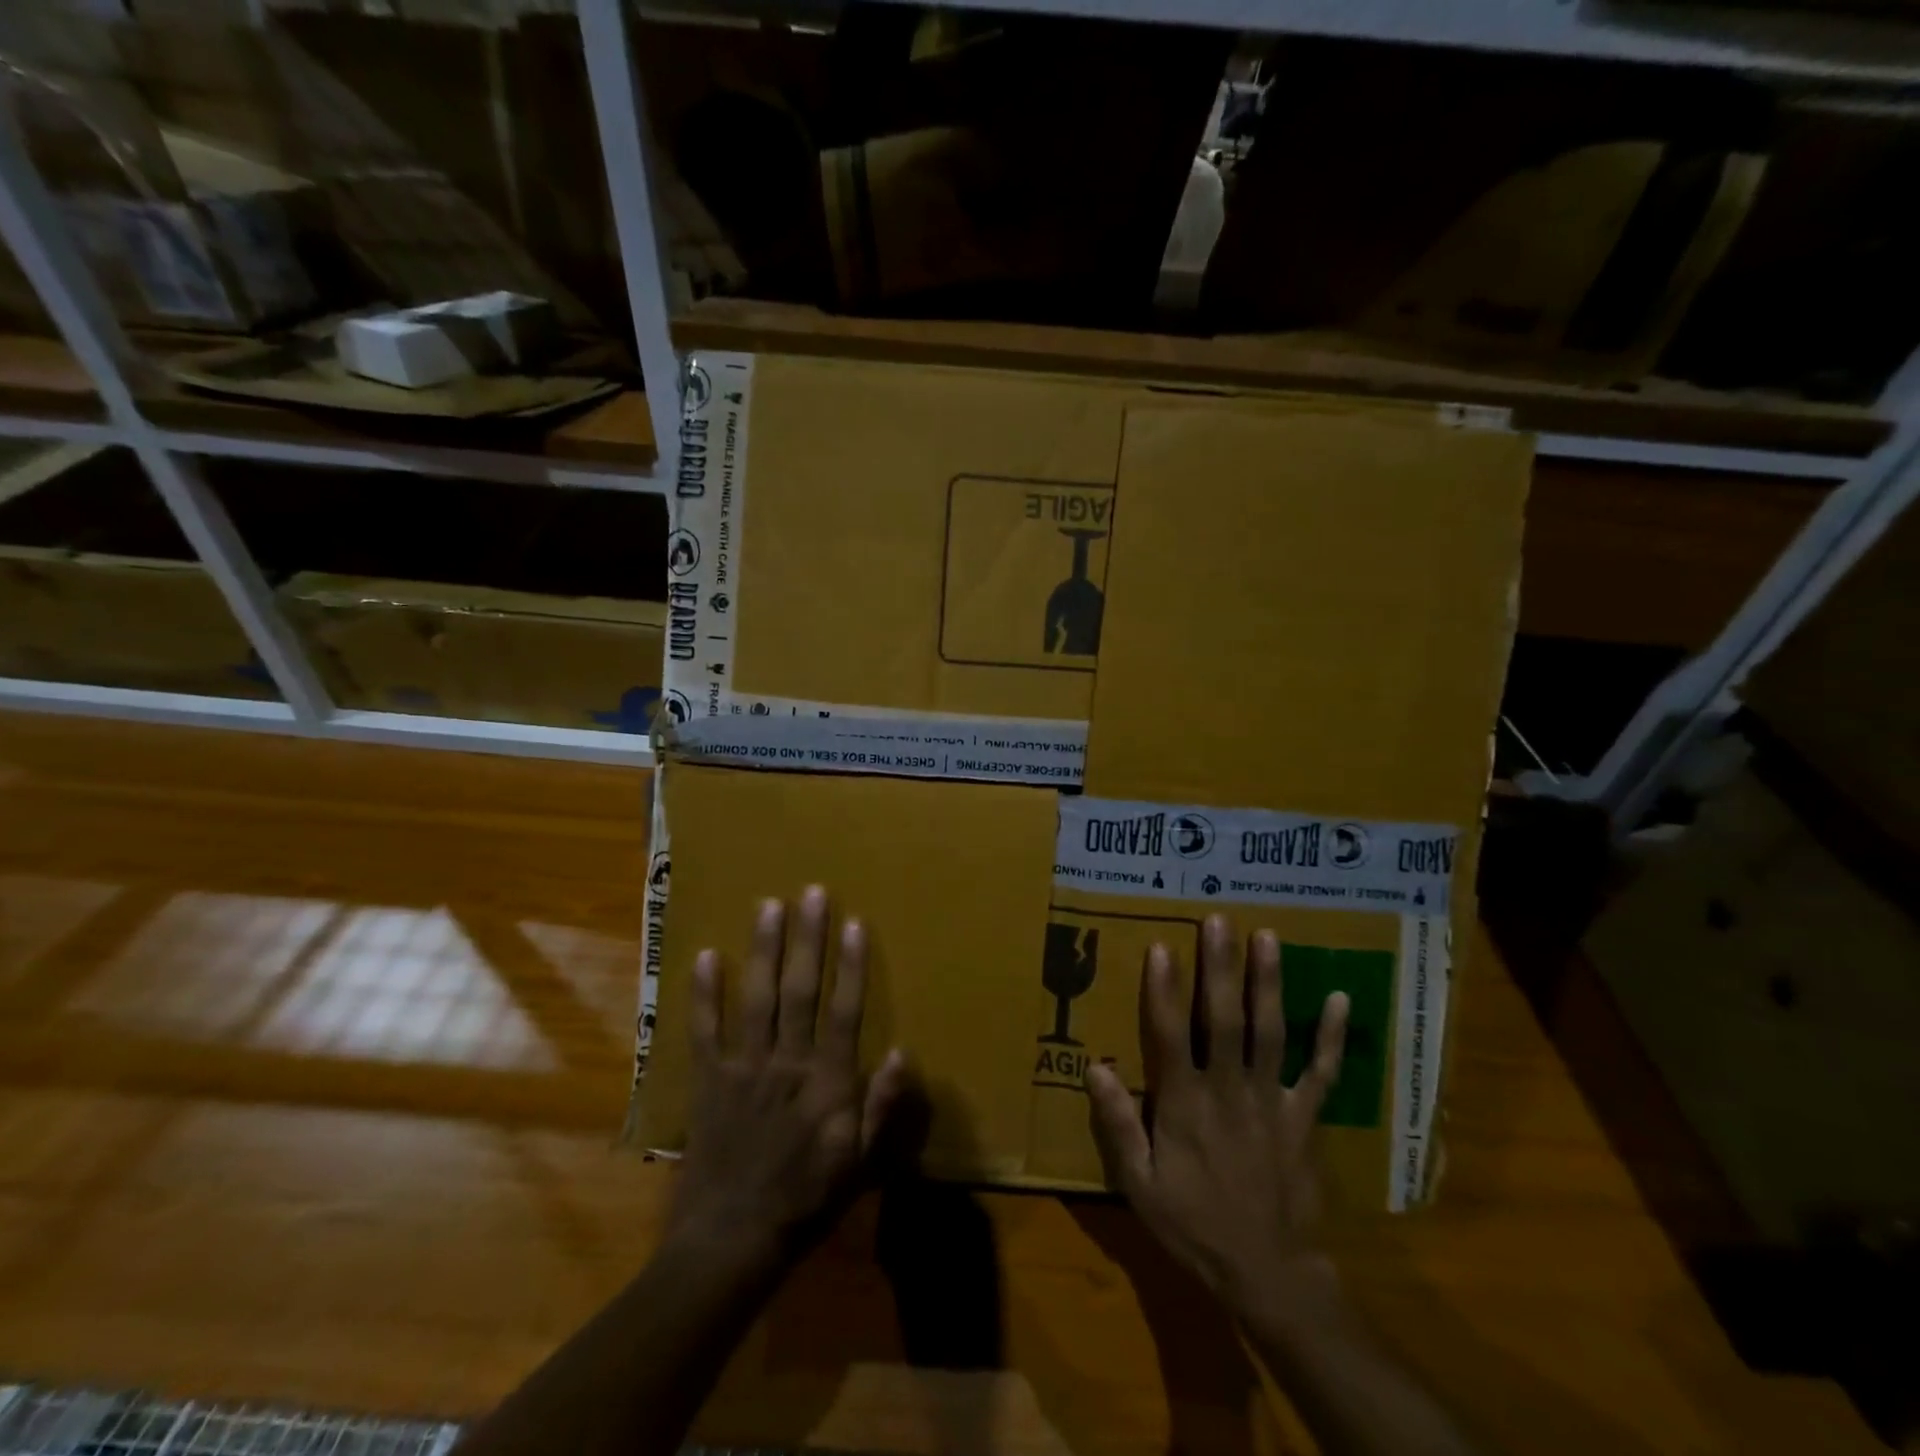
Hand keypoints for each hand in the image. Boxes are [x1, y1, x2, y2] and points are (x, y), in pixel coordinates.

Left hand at [665, 887, 907, 1271]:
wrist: (731, 1241)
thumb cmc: (805, 1200)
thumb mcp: (859, 1164)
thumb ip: (881, 1108)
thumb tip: (903, 1053)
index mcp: (827, 1083)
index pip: (845, 1012)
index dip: (852, 965)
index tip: (855, 923)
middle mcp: (787, 1064)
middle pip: (800, 991)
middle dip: (807, 940)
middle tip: (811, 893)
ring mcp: (743, 1069)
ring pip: (755, 999)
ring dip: (763, 951)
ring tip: (768, 905)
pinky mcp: (708, 1081)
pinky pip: (704, 1031)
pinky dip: (704, 994)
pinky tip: (705, 956)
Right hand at [1086, 914, 1349, 1309]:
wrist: (1269, 1274)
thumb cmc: (1195, 1225)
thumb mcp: (1140, 1185)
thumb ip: (1118, 1125)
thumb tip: (1095, 1066)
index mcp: (1185, 1103)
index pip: (1170, 1035)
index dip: (1164, 989)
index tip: (1162, 946)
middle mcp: (1229, 1089)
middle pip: (1225, 1019)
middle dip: (1221, 968)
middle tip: (1220, 920)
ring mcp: (1272, 1100)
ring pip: (1271, 1032)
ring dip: (1269, 983)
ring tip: (1268, 938)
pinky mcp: (1305, 1117)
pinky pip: (1321, 1073)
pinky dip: (1332, 1037)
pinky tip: (1342, 999)